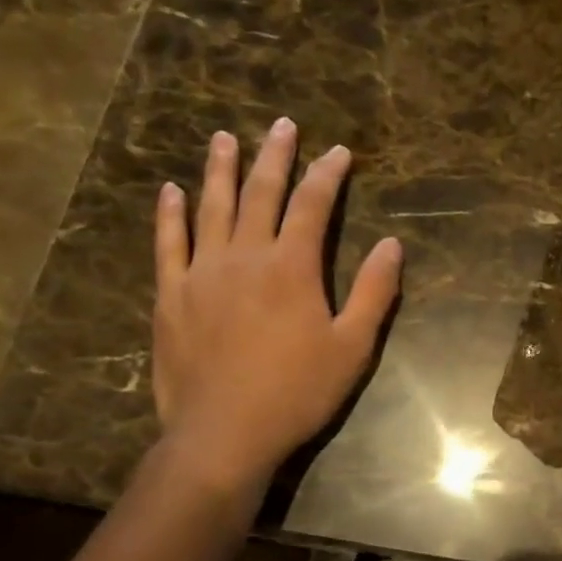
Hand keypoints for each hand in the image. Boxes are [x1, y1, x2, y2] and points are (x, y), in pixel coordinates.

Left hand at [152, 122, 400, 496]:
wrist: (225, 434)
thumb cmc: (298, 392)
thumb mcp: (353, 347)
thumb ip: (373, 292)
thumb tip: (393, 244)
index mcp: (292, 267)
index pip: (312, 205)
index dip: (327, 174)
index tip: (338, 151)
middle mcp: (245, 256)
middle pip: (260, 193)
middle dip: (274, 156)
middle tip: (282, 126)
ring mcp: (202, 273)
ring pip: (211, 208)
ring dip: (220, 170)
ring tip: (224, 139)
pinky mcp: (171, 296)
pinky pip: (168, 244)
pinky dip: (170, 214)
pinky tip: (170, 191)